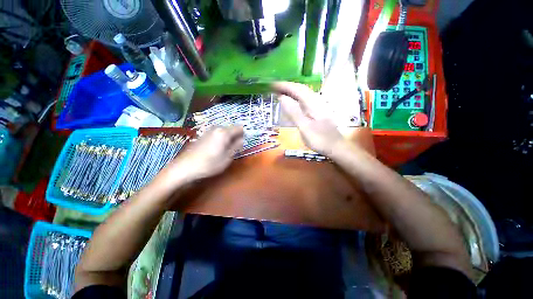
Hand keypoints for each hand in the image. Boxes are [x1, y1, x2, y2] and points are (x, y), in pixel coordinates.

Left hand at [160, 126, 243, 185]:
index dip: (243, 135)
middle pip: (232, 129)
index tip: (243, 144)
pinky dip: (221, 139)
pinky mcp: (204, 134)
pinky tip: (217, 149)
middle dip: (236, 137)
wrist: (185, 167)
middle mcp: (217, 128)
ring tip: (225, 150)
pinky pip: (217, 134)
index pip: (239, 128)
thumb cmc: (209, 164)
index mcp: (224, 132)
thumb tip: (242, 140)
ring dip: (228, 139)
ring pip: (225, 131)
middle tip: (235, 149)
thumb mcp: (227, 158)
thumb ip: (236, 147)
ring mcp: (209, 130)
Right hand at [273, 82, 344, 155]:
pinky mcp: (318, 111)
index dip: (284, 86)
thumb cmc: (320, 139)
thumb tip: (282, 98)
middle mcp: (316, 101)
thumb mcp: (305, 128)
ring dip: (292, 91)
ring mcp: (318, 106)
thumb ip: (294, 113)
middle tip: (274, 88)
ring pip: (303, 94)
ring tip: (281, 92)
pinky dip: (296, 98)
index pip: (297, 89)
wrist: (336, 147)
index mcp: (313, 104)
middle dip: (287, 87)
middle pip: (301, 89)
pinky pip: (305, 100)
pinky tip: (292, 102)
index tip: (272, 84)